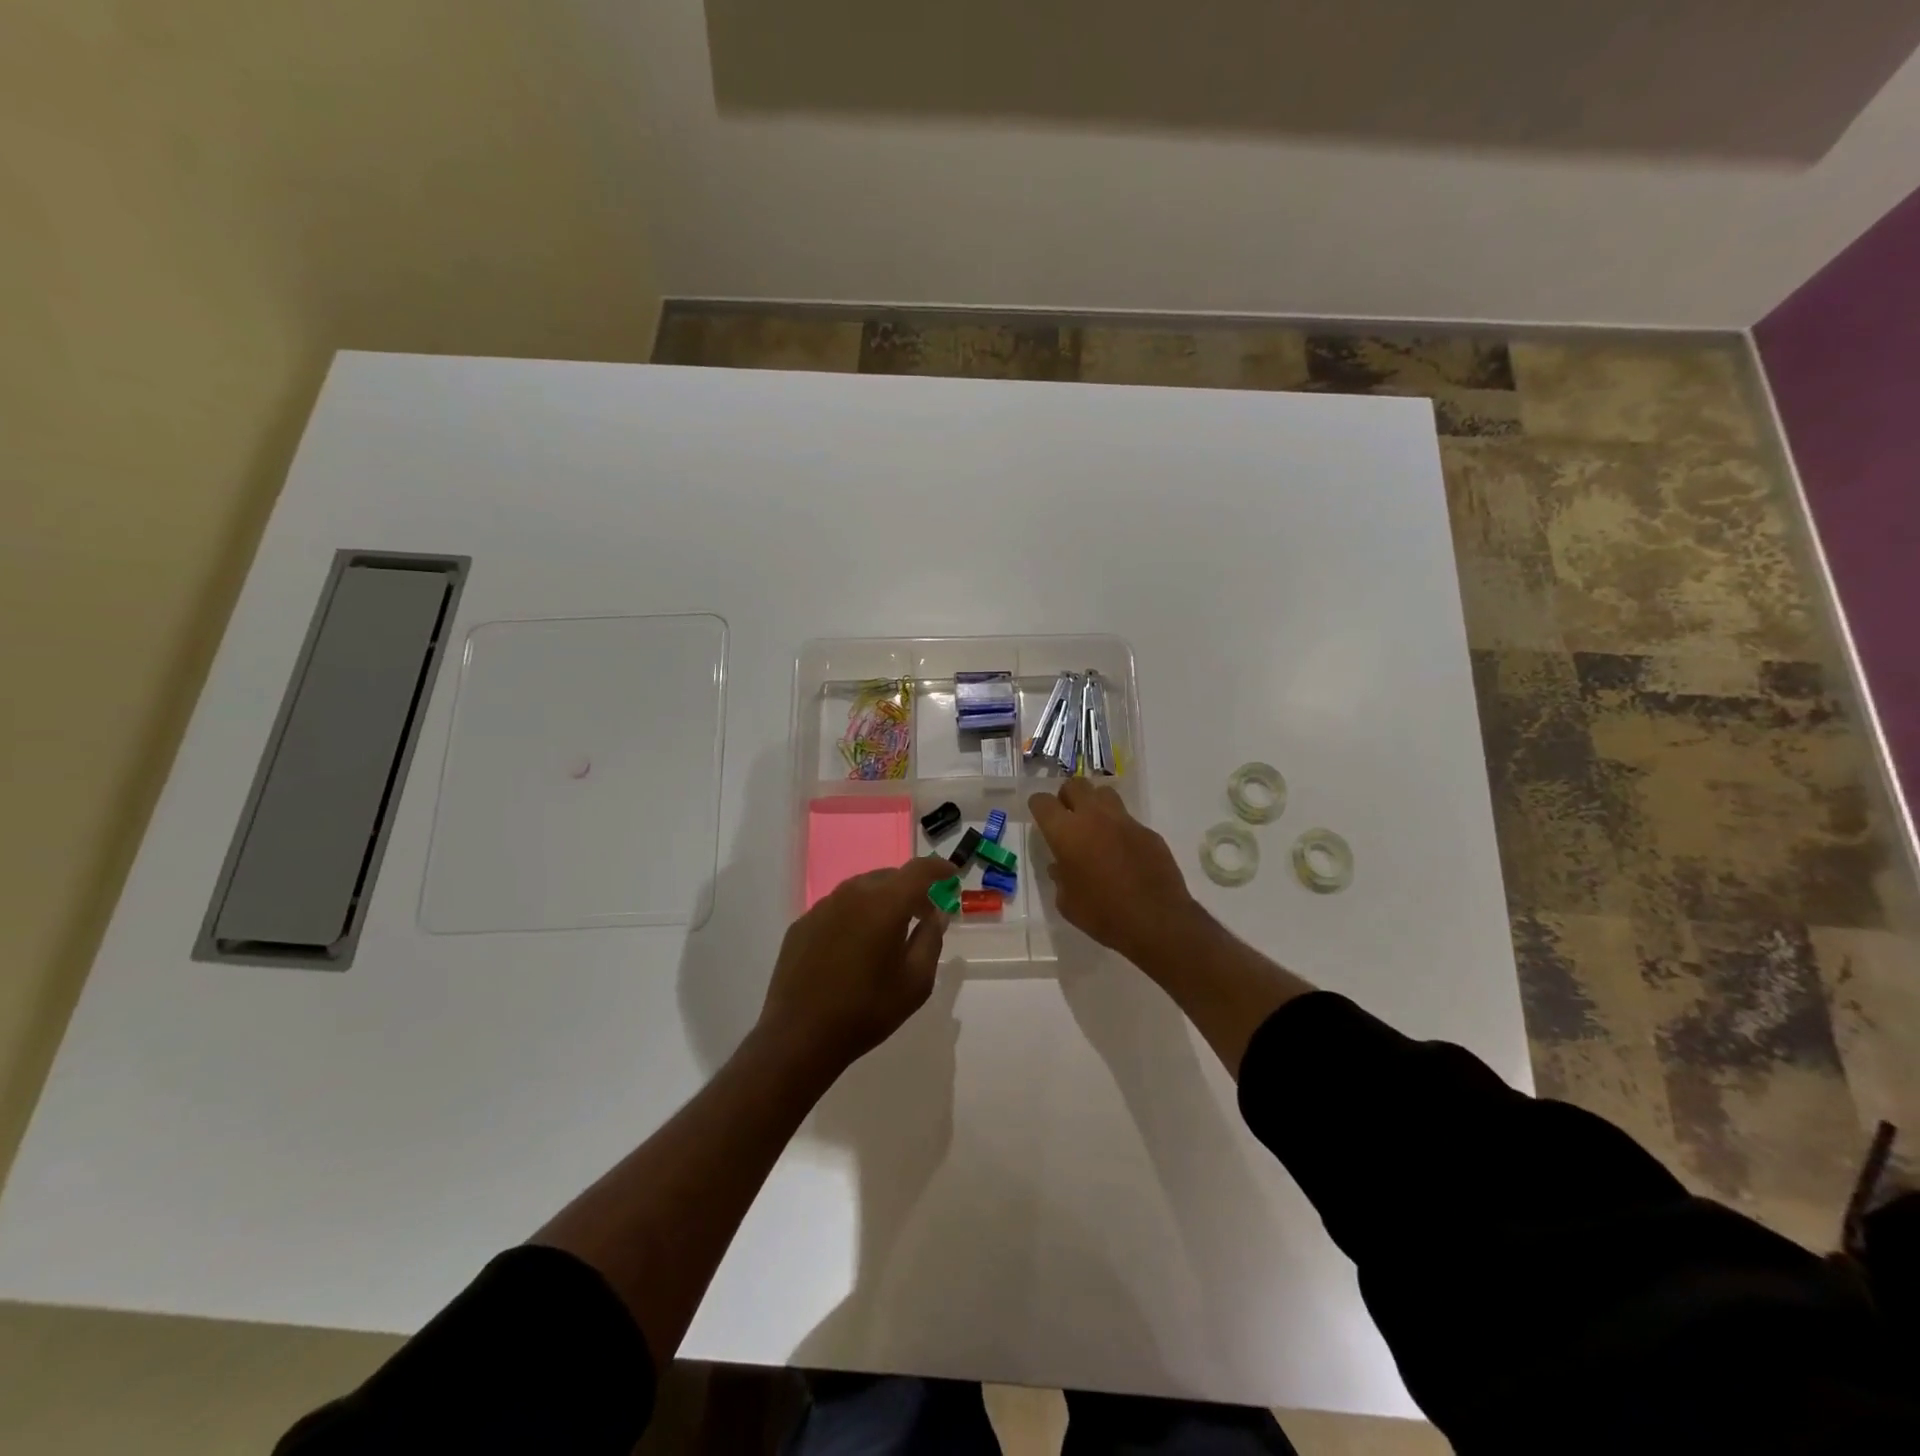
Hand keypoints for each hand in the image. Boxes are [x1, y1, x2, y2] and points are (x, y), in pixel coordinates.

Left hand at [757, 857, 953, 1076]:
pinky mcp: (802, 924)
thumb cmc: (867, 1010)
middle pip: (889, 877)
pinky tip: (855, 945)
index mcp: (885, 903)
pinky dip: (855, 915)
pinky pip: (838, 908)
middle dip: (911, 889)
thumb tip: (936, 914)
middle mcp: (852, 894)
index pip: (919, 870)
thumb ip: (931, 939)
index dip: (939, 868)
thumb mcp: (916, 981)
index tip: (952, 875)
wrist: (800, 1036)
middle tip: (924, 913)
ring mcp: (822, 907)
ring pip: (861, 889)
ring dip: (882, 900)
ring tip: (889, 929)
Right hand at [1028, 780, 1202, 964]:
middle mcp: (1094, 817)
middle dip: (1067, 796)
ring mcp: (1124, 821)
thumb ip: (1060, 878)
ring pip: (1104, 793)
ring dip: (1095, 804)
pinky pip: (1128, 820)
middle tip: (1068, 818)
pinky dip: (1119, 829)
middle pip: (1075, 785)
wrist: (1156, 921)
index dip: (1038, 806)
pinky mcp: (1148, 831)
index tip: (1041, 816)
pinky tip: (1122, 852)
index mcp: (1066, 833)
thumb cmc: (1102, 914)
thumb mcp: (1067, 903)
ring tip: (1095, 827)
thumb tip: (1060, 867)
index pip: (1043, 802)